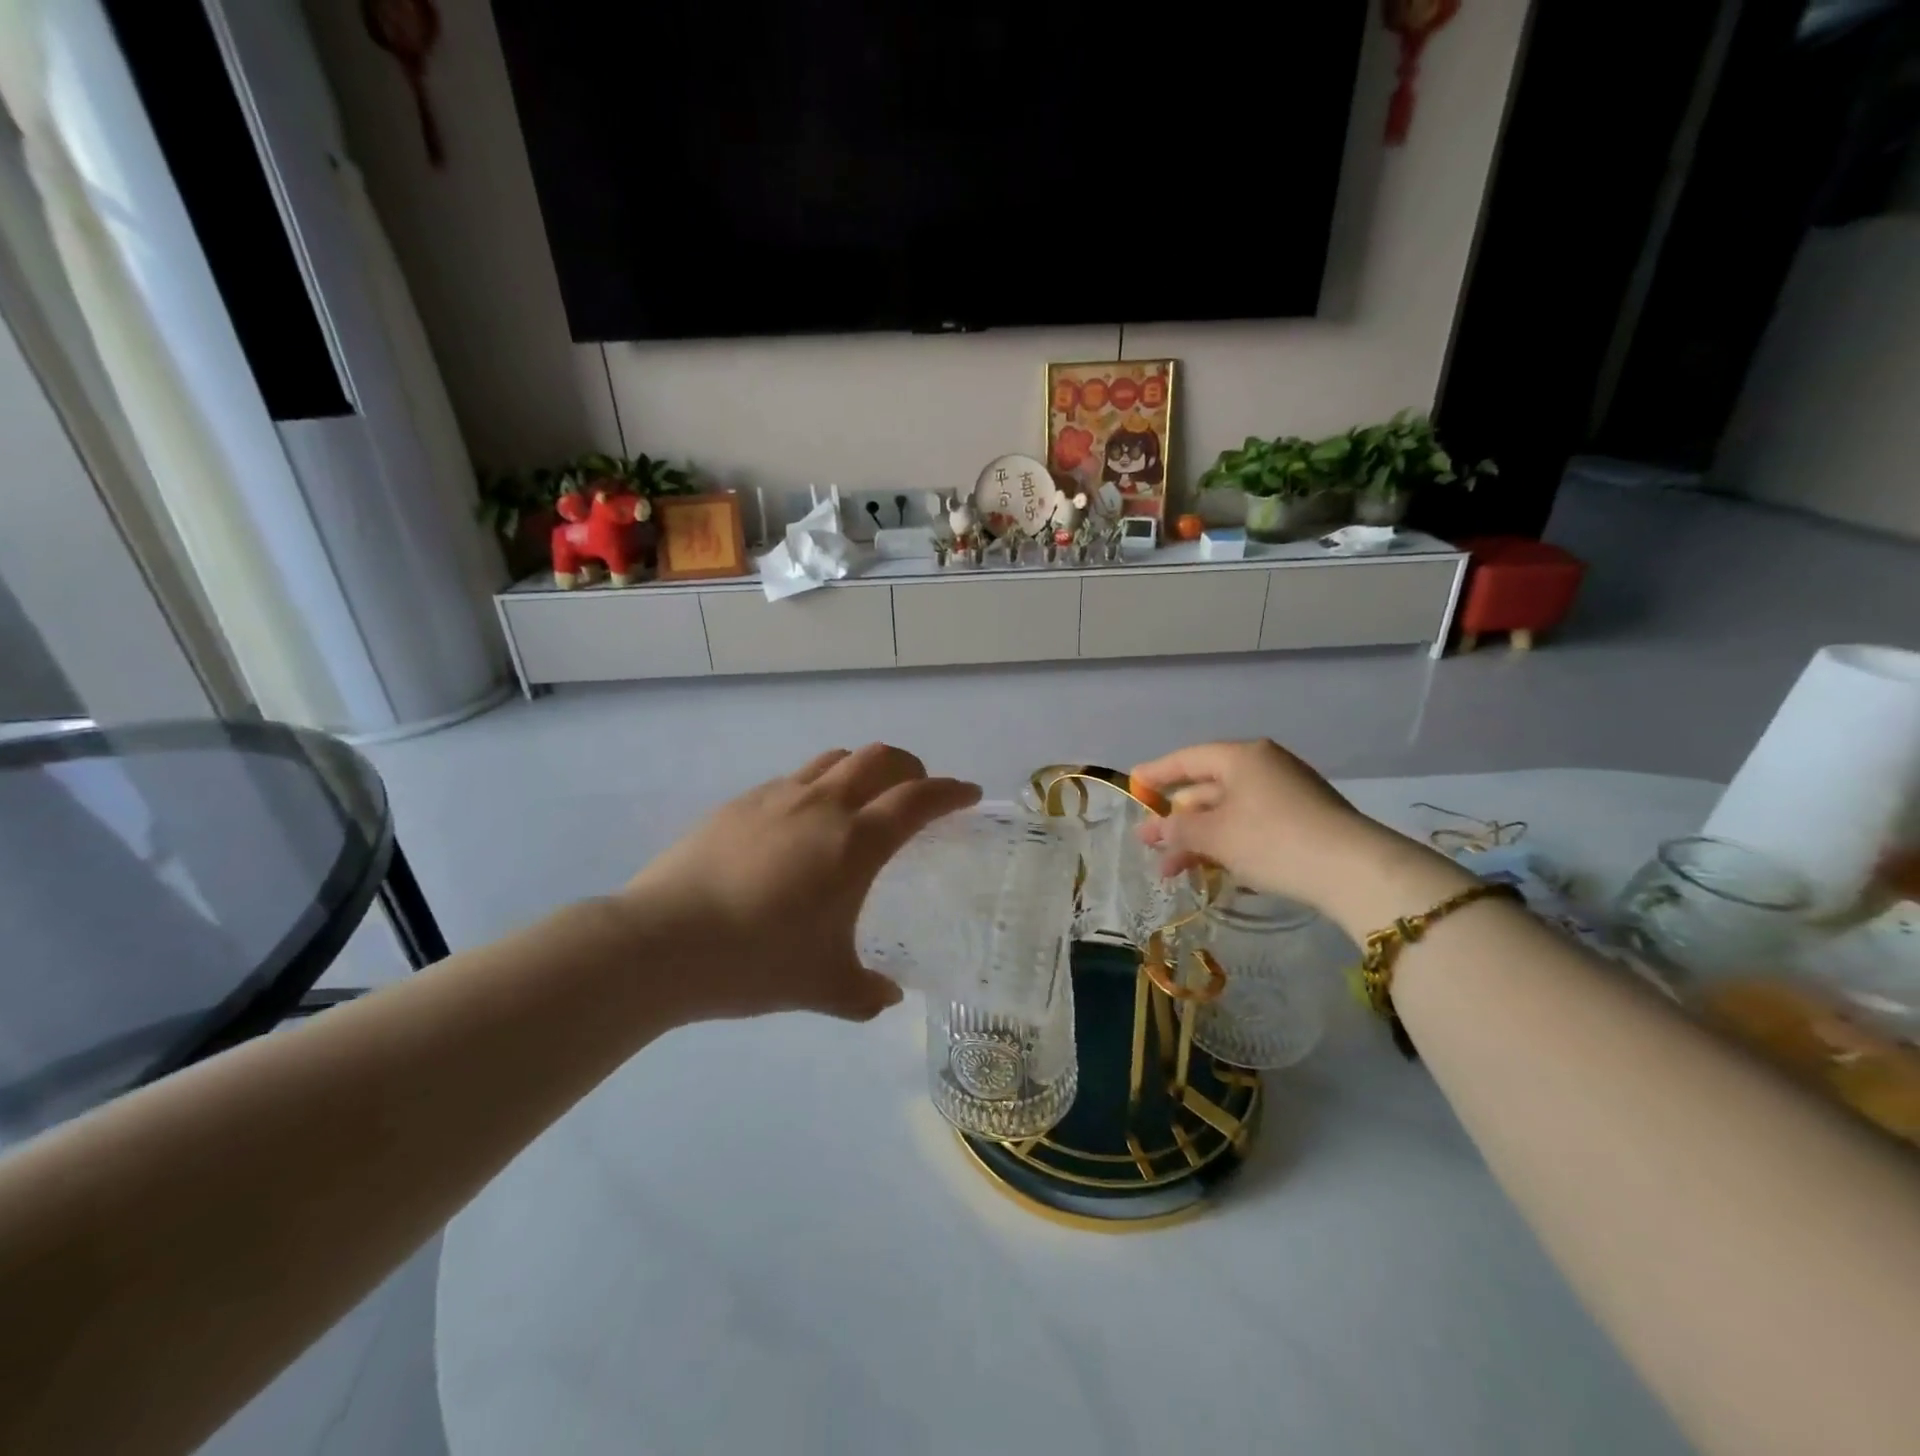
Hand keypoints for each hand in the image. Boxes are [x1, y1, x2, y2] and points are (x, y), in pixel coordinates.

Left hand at [622, 744, 979, 1022]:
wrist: (660, 942)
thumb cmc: (754, 961)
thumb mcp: (822, 987)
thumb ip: (865, 993)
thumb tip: (890, 996)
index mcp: (854, 843)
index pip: (918, 800)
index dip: (950, 792)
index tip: (968, 794)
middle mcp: (822, 806)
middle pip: (880, 759)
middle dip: (910, 767)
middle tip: (918, 791)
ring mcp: (777, 797)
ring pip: (834, 760)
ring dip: (862, 770)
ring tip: (863, 801)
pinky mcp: (739, 803)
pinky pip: (795, 779)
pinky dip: (818, 786)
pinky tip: (803, 824)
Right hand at [1129, 740, 1422, 914]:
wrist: (1353, 870)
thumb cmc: (1272, 840)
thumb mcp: (1214, 835)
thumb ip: (1177, 829)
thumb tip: (1154, 830)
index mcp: (1242, 757)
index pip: (1188, 759)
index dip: (1156, 774)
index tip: (1133, 786)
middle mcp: (1264, 766)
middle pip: (1207, 788)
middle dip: (1176, 819)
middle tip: (1149, 844)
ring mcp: (1287, 793)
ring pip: (1228, 812)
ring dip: (1198, 839)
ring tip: (1174, 871)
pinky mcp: (1303, 820)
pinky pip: (1251, 825)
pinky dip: (1227, 843)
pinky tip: (1214, 870)